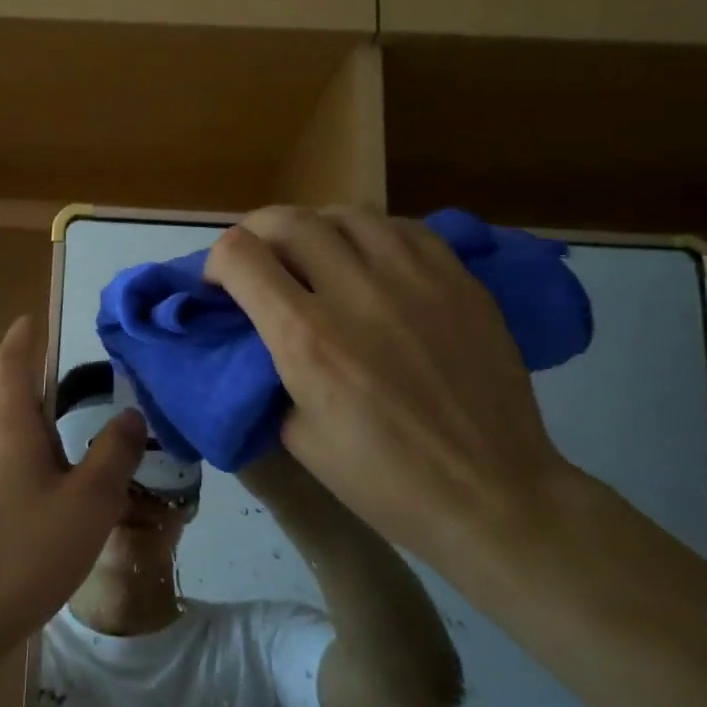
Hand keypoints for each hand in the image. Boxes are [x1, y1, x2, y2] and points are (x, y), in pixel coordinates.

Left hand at [0, 315, 145, 654]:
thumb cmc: (23, 553)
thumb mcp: (89, 504)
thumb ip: (114, 455)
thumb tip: (132, 415)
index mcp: (7, 428)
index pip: (9, 364)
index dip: (21, 339)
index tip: (29, 320)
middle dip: (16, 381)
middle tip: (51, 390)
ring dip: (9, 423)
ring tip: (46, 446)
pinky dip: (1, 458)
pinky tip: (24, 498)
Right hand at [205, 206, 570, 556]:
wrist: (490, 494)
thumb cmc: (384, 481)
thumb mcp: (298, 437)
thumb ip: (271, 373)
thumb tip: (263, 335)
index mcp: (306, 338)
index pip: (240, 256)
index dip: (217, 262)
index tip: (221, 285)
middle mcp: (355, 292)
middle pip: (287, 221)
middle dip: (256, 233)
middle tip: (258, 259)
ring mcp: (414, 278)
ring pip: (346, 213)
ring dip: (314, 227)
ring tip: (314, 254)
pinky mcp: (458, 279)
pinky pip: (402, 227)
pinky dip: (370, 235)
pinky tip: (371, 260)